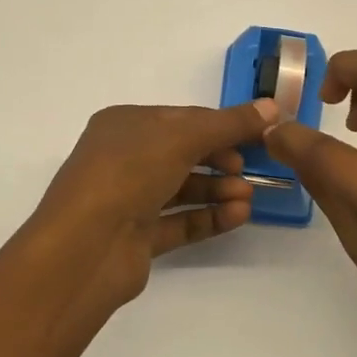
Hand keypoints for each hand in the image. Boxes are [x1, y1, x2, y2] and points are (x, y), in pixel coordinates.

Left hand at [29, 98, 279, 317]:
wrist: (85, 248)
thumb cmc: (128, 173)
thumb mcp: (182, 137)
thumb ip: (228, 124)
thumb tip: (271, 108)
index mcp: (124, 124)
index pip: (182, 118)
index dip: (221, 125)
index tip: (258, 135)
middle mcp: (123, 158)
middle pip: (184, 153)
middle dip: (220, 160)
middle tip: (248, 170)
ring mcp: (128, 199)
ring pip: (183, 189)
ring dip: (218, 190)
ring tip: (247, 198)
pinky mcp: (137, 238)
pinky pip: (180, 221)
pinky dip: (209, 217)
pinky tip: (238, 216)